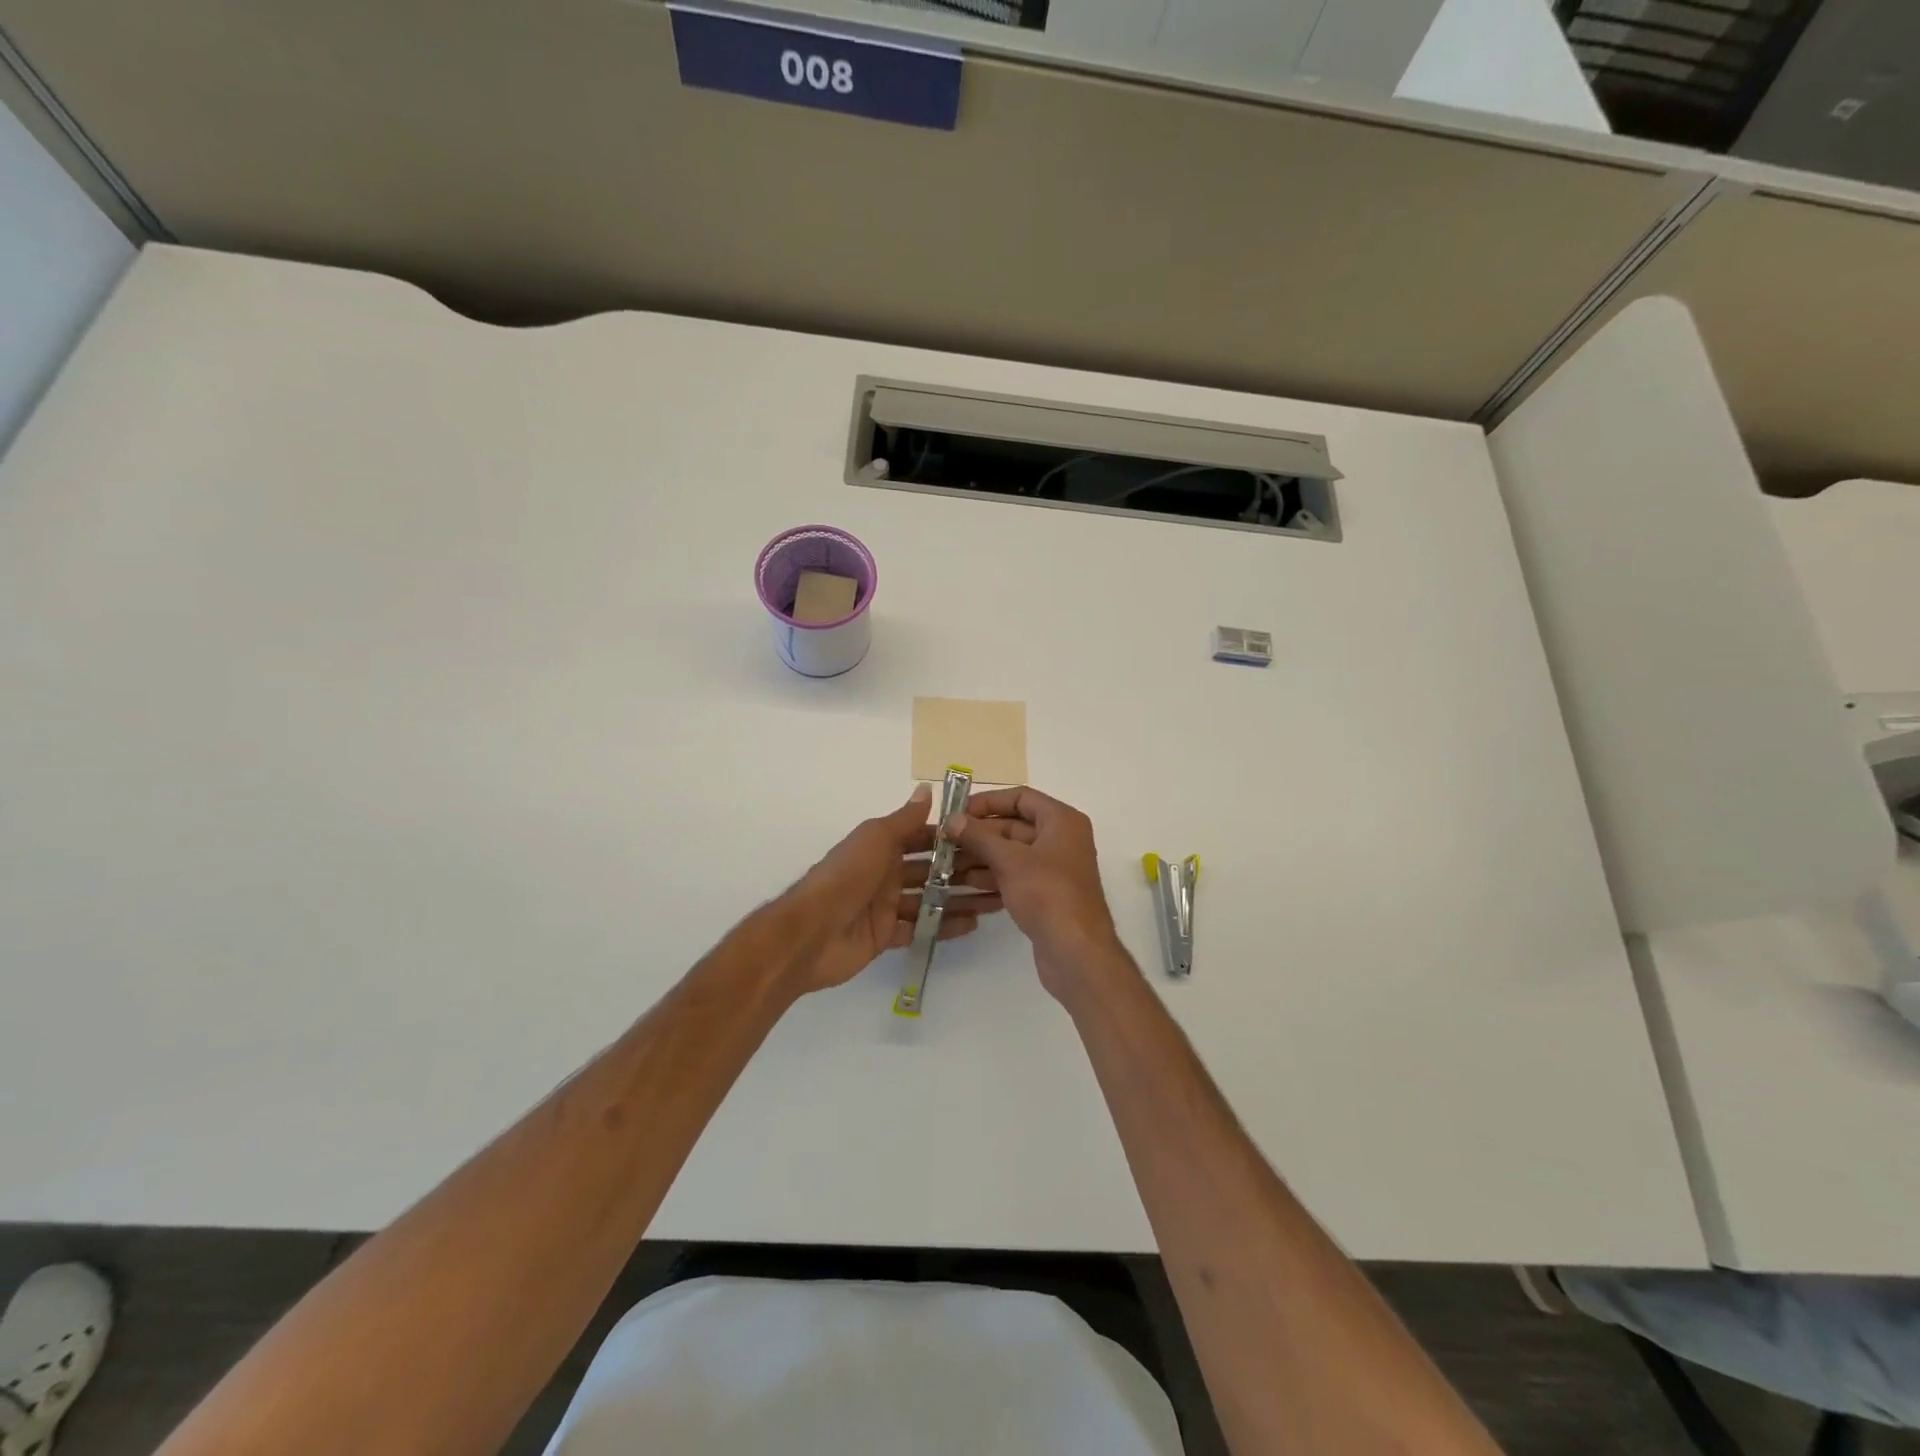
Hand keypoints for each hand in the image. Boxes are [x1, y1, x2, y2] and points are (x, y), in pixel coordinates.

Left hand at [783, 785, 1002, 994]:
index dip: (951, 838)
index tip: (986, 837)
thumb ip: (905, 819)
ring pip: (929, 900)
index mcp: (881, 846)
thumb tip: (927, 788)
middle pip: (930, 870)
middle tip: (1000, 872)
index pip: (923, 838)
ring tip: (995, 899)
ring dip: (959, 898)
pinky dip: (944, 926)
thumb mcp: (876, 839)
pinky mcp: (886, 935)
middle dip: (961, 870)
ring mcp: (886, 906)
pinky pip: (921, 928)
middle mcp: (885, 873)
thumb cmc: (846, 876)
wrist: (811, 932)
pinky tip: (973, 924)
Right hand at [945, 787, 1131, 1005]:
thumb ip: (979, 837)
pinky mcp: (1046, 895)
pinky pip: (1015, 877)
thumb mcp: (1009, 860)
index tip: (957, 812)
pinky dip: (992, 878)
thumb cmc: (1047, 894)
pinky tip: (963, 886)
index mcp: (1061, 821)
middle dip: (979, 834)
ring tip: (945, 865)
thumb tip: (952, 819)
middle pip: (1014, 826)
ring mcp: (1054, 869)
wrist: (1076, 952)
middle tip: (943, 841)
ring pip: (1011, 854)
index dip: (988, 802)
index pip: (1021, 797)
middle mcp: (1061, 840)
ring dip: (980, 858)